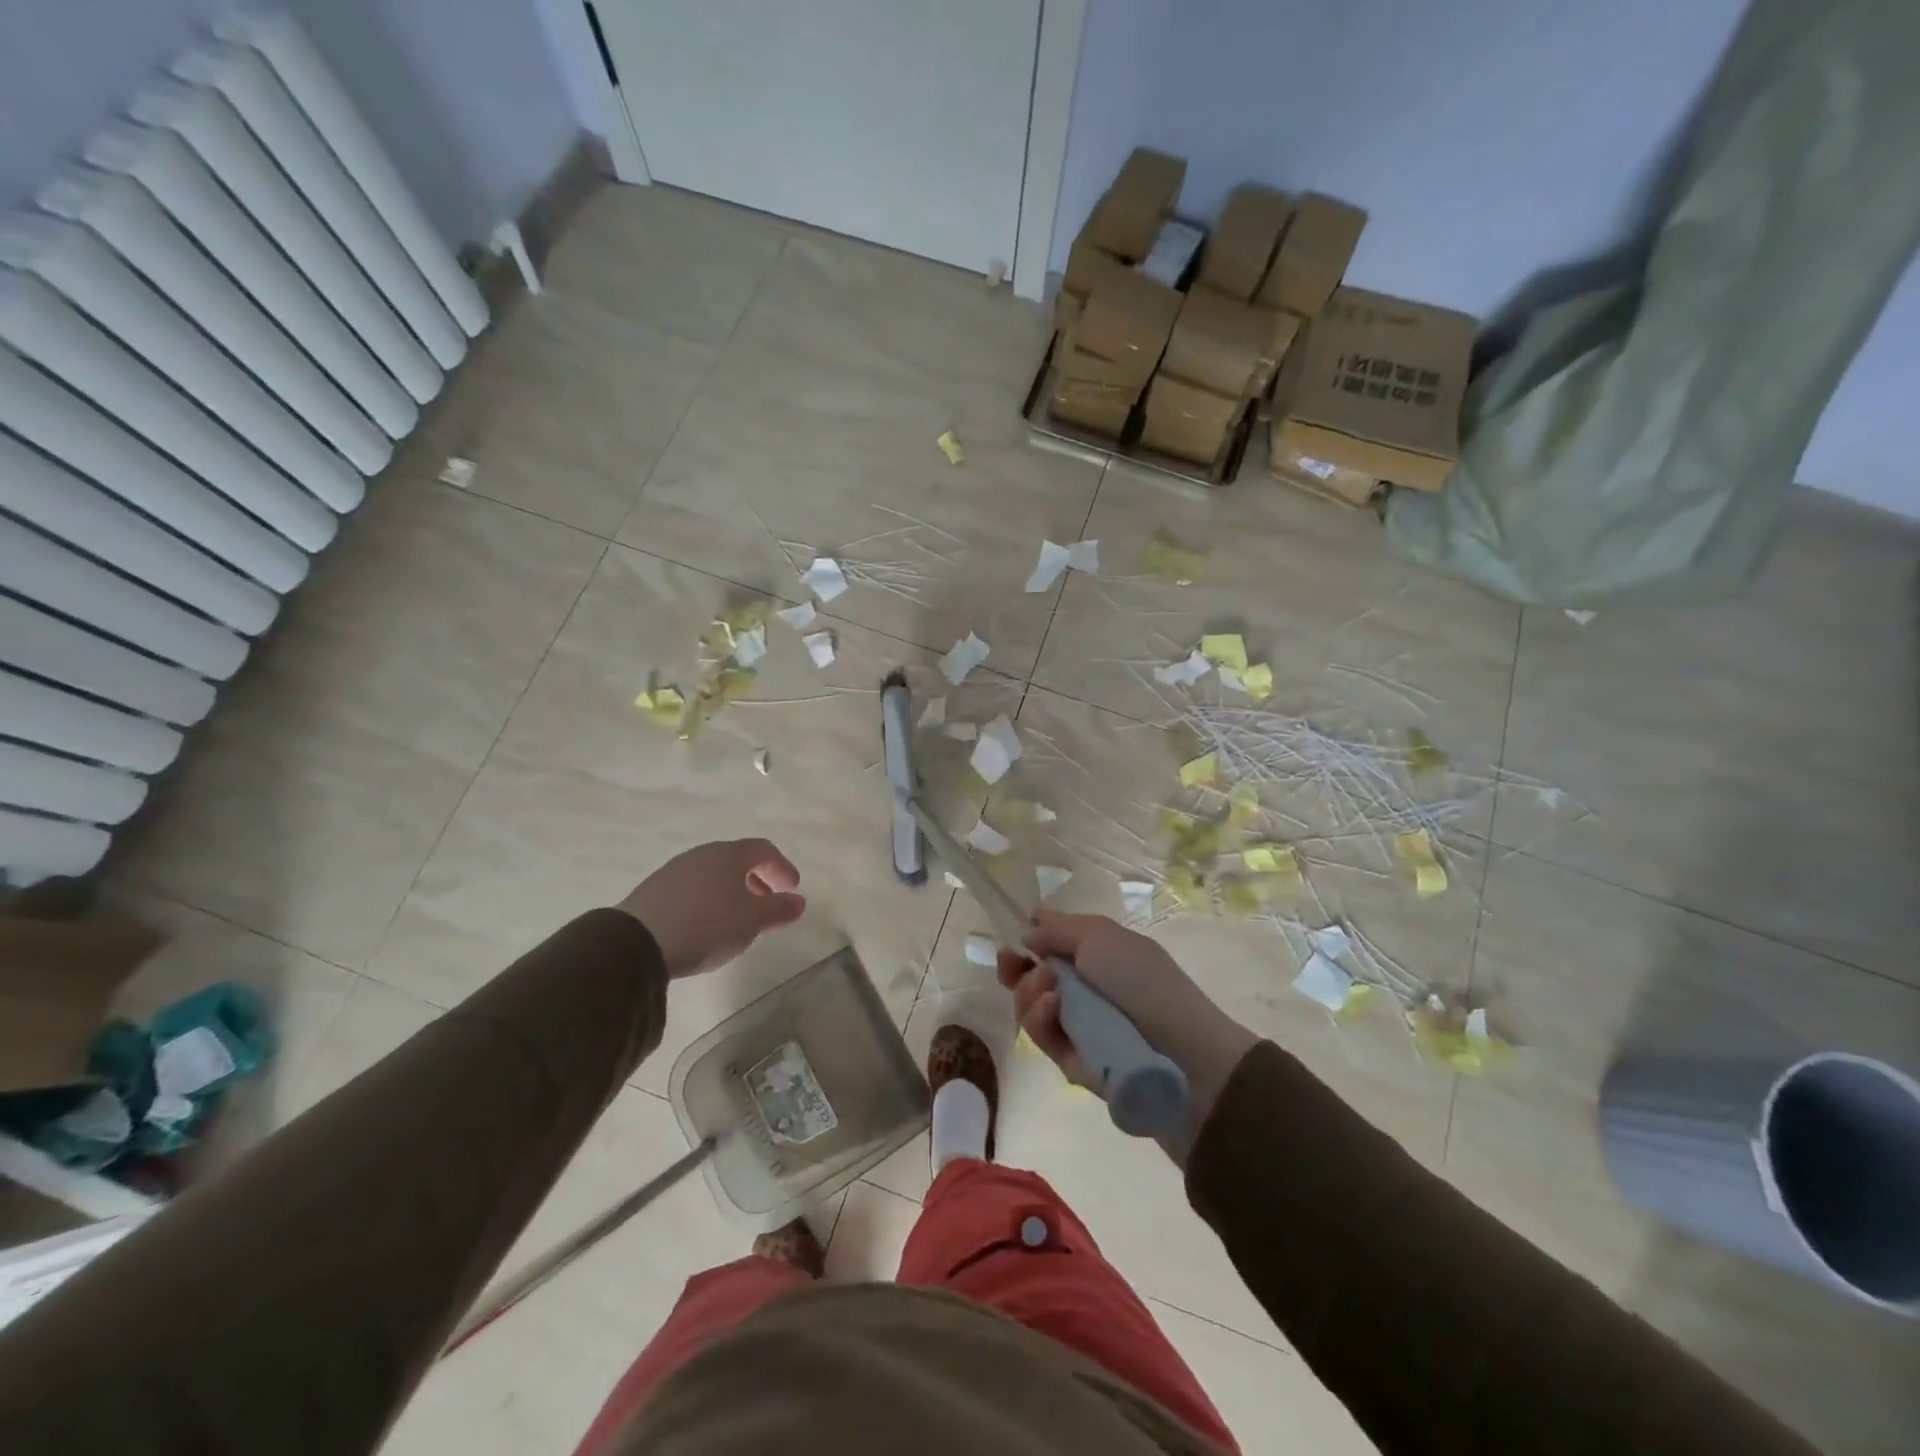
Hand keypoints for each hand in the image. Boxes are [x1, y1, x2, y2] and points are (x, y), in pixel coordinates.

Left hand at [616, 839, 805, 978]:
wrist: (636, 943)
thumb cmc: (707, 925)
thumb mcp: (752, 921)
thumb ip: (779, 909)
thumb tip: (798, 901)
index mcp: (729, 854)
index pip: (763, 850)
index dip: (782, 867)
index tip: (793, 888)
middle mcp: (702, 855)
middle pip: (736, 861)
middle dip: (756, 881)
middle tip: (767, 904)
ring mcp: (674, 871)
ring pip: (712, 875)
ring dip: (731, 892)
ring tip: (737, 919)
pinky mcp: (654, 891)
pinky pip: (692, 889)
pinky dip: (708, 901)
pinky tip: (706, 925)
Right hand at [997, 910, 1256, 1131]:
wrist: (1180, 1054)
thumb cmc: (1143, 981)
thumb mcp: (1101, 936)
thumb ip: (1059, 929)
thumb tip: (1030, 928)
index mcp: (1098, 956)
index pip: (1053, 947)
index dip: (1029, 941)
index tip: (1013, 938)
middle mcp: (1085, 989)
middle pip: (1032, 977)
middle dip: (1016, 967)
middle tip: (1009, 961)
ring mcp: (1076, 1026)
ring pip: (1029, 1006)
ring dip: (1029, 990)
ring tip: (1048, 988)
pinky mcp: (1070, 1060)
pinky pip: (1041, 1035)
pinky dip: (1039, 1018)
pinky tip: (1050, 1007)